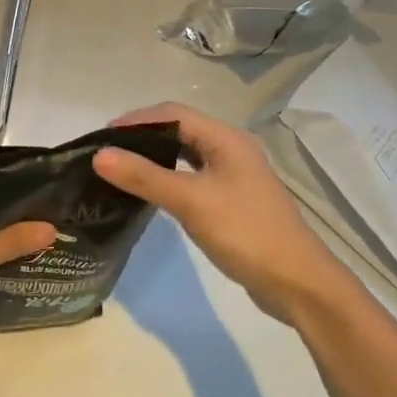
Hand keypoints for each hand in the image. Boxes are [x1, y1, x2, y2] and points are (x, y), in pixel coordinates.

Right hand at [94, 102, 343, 324]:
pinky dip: (171, 177)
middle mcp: (232, 149)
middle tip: (108, 153)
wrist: (297, 283)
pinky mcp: (234, 200)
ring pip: (188, 154)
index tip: (103, 136)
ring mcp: (235, 176)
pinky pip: (195, 177)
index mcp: (226, 139)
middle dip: (144, 136)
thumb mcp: (191, 202)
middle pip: (181, 130)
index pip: (174, 114)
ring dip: (157, 157)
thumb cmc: (245, 233)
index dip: (137, 119)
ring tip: (124, 169)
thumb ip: (145, 177)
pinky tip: (154, 192)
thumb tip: (100, 155)